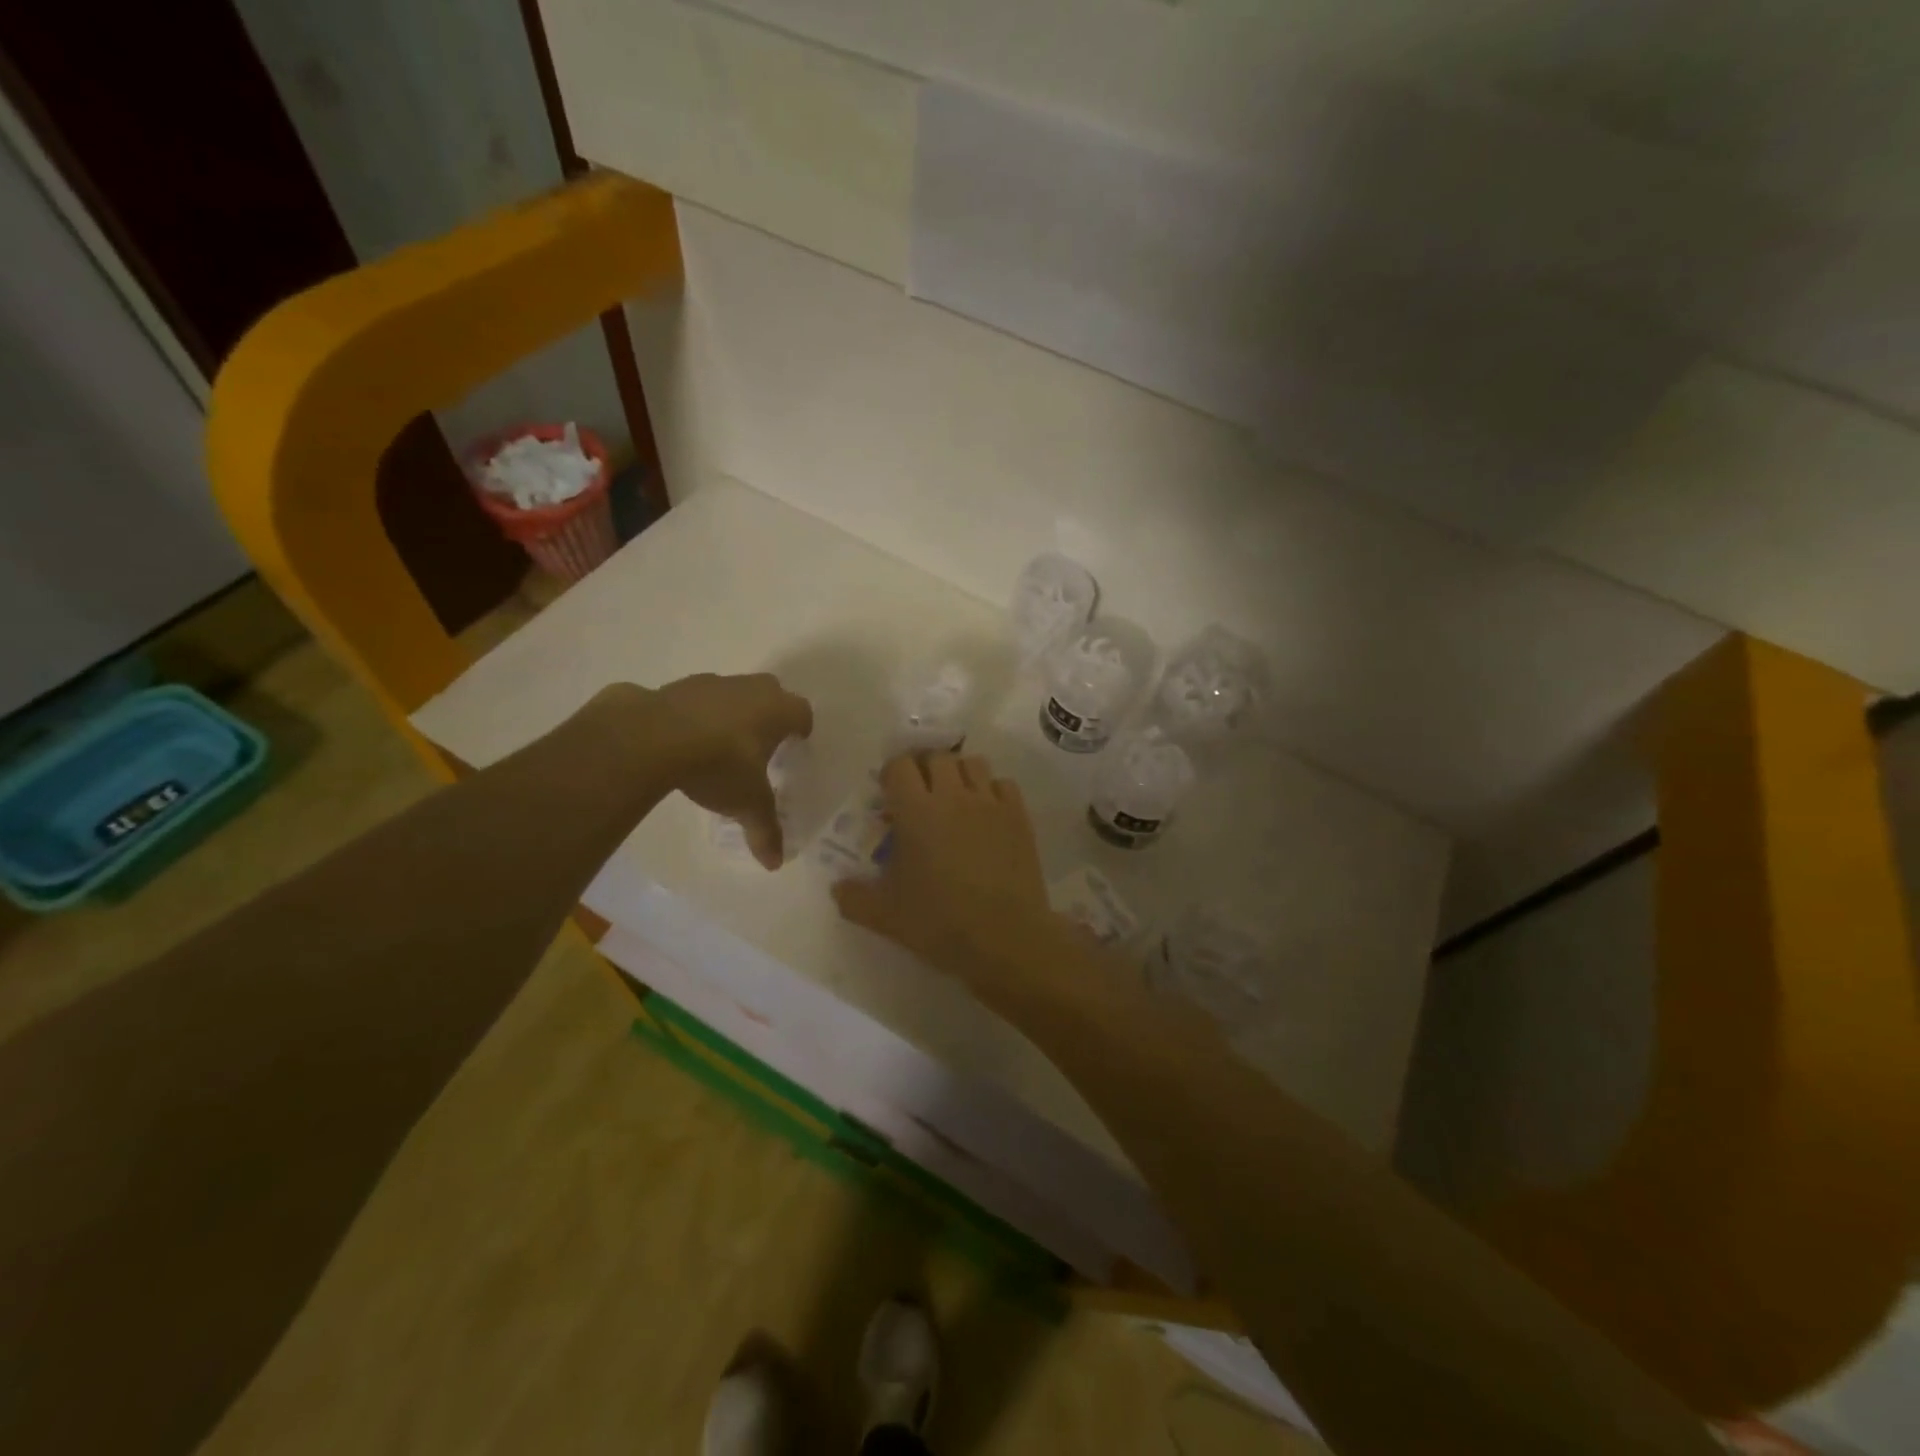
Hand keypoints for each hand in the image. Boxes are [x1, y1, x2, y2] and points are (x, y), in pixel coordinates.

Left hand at [648, 673, 812, 868]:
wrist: (652, 736)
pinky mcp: (676, 687)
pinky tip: (685, 740)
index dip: (801, 727)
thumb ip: (764, 829)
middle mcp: (750, 688)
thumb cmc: (719, 765)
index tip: (797, 742)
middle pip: (771, 692)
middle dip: (770, 712)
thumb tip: (775, 864)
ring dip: (732, 710)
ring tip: (721, 742)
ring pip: (733, 692)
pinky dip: (696, 714)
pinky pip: (696, 699)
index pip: (802, 712)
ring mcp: (711, 683)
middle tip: (763, 740)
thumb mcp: (747, 803)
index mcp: (777, 710)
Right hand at [832, 753, 1051, 981]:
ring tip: (954, 798)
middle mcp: (953, 796)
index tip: (890, 795)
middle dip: (924, 769)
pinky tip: (986, 815)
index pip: (900, 766)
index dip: (892, 774)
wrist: (1004, 938)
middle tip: (920, 795)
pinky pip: (1003, 784)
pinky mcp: (1019, 816)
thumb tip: (837, 886)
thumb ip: (853, 897)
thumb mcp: (884, 916)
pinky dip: (992, 790)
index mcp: (916, 811)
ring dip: (959, 773)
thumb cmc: (939, 922)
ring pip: (973, 763)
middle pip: (937, 757)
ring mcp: (990, 803)